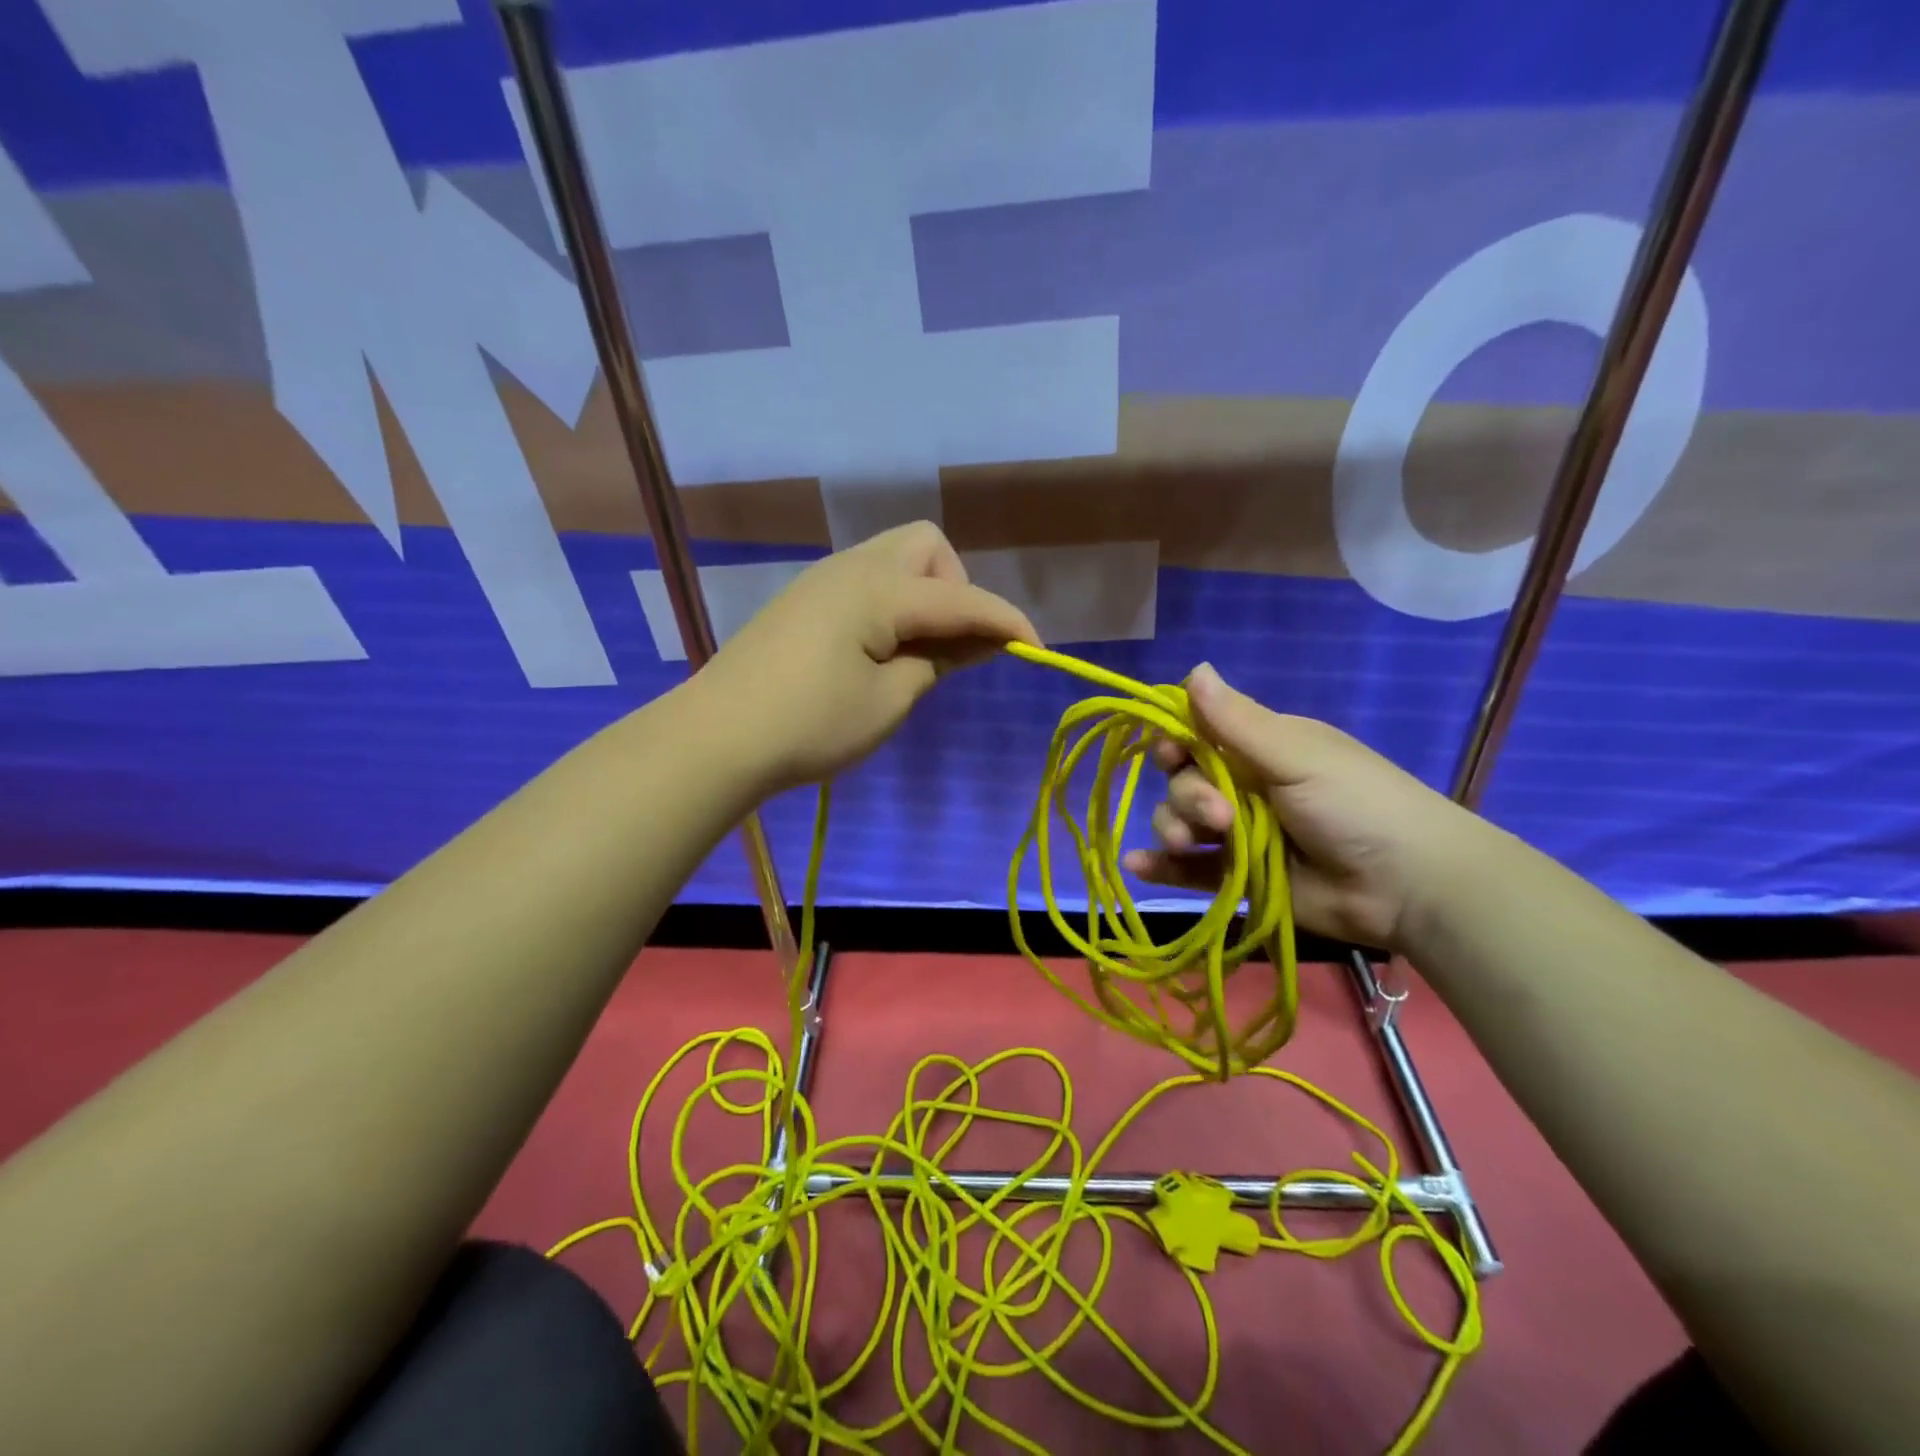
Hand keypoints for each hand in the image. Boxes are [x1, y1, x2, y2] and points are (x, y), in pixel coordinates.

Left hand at [695, 522, 1039, 794]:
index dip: (1006, 621)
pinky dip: (892, 604)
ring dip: (924, 594)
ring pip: (894, 559)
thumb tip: (977, 640)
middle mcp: (851, 568)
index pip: (961, 597)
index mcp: (878, 589)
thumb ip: (938, 661)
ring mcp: (822, 580)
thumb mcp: (888, 700)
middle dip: (956, 587)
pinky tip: (880, 651)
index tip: (1037, 651)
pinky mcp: (804, 600)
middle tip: (950, 643)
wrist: (716, 737)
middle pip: (926, 546)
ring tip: (918, 651)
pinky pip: (867, 580)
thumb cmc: (810, 725)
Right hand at [1122, 664, 1487, 950]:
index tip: (1169, 753)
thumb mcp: (1296, 755)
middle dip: (1188, 796)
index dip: (1174, 741)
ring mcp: (1238, 834)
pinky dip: (1160, 866)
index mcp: (1259, 749)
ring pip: (1179, 822)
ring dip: (1173, 828)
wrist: (1409, 886)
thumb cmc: (1356, 804)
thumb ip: (1236, 721)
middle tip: (1218, 816)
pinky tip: (1136, 865)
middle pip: (1182, 781)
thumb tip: (1194, 667)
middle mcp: (1243, 787)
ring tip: (1193, 844)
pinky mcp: (1237, 877)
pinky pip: (1187, 869)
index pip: (1196, 734)